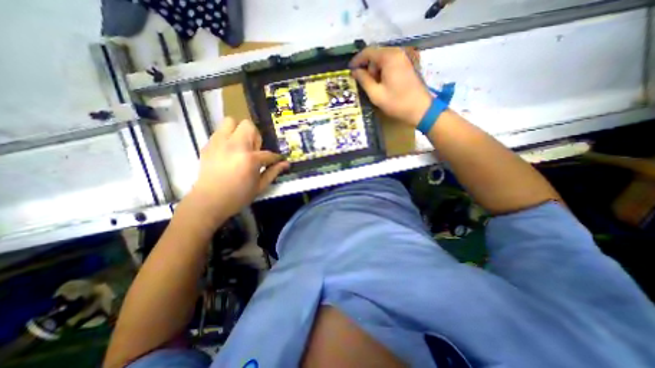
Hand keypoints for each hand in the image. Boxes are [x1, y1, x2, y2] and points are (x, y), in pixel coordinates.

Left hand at [184, 118, 286, 220]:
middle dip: (255, 136)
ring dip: (239, 131)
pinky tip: (228, 151)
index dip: (275, 157)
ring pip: (230, 122)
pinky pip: (220, 132)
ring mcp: (219, 143)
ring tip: (240, 146)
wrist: (208, 201)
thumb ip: (273, 172)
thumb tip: (286, 164)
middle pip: (248, 125)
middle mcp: (235, 146)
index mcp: (250, 158)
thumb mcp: (260, 186)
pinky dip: (227, 137)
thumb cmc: (238, 196)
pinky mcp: (208, 145)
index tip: (277, 160)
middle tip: (254, 150)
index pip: (268, 153)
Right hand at [351, 47, 433, 125]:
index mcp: (389, 57)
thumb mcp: (376, 94)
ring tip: (375, 86)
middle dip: (368, 67)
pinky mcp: (407, 64)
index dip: (357, 60)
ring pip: (383, 59)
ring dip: (375, 70)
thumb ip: (364, 80)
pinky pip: (390, 63)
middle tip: (365, 83)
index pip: (368, 52)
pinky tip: (383, 84)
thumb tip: (355, 71)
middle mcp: (397, 52)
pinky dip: (383, 71)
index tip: (350, 70)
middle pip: (376, 54)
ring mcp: (404, 58)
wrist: (420, 109)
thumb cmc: (397, 103)